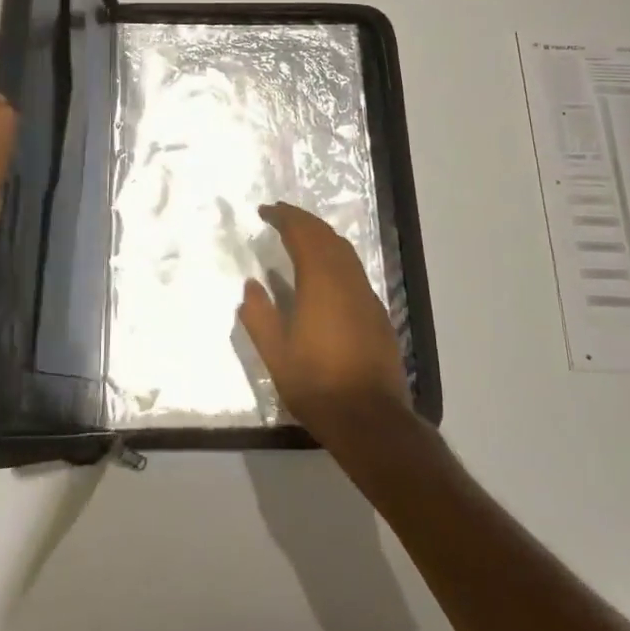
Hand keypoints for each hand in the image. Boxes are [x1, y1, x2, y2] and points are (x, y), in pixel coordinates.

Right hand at [237, 201, 414, 446]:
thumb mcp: (275, 354)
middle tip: (280, 215)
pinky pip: (354, 270)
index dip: (284, 217)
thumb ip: (259, 315)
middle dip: (302, 220)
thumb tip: (251, 285)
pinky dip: (335, 257)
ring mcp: (366, 296)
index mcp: (320, 282)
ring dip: (321, 236)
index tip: (265, 211)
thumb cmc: (317, 385)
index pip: (302, 234)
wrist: (371, 419)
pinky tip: (325, 273)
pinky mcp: (378, 313)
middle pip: (326, 236)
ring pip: (345, 251)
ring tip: (300, 237)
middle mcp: (347, 280)